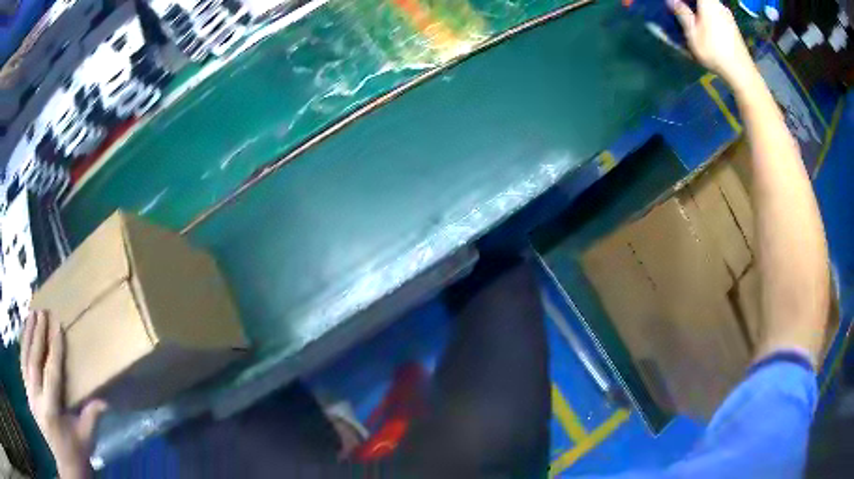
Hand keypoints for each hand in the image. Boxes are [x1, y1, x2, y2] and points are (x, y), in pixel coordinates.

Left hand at [20, 311, 106, 478]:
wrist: (65, 468)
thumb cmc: (76, 456)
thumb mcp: (85, 440)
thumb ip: (91, 418)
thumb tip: (105, 401)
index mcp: (50, 411)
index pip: (51, 373)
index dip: (54, 349)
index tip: (57, 326)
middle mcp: (36, 399)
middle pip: (34, 361)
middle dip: (37, 335)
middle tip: (42, 313)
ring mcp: (30, 396)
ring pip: (24, 359)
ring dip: (27, 336)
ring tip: (30, 316)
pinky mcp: (28, 395)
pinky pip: (23, 366)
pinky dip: (23, 349)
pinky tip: (24, 338)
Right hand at [668, 0, 755, 85]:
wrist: (742, 73)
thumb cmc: (715, 52)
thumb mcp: (693, 34)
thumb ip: (682, 14)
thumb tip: (672, 0)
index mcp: (707, 2)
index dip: (685, 0)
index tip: (677, 4)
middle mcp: (718, 5)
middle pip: (703, 0)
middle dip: (691, 3)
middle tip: (682, 9)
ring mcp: (727, 15)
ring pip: (710, 5)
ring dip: (700, 9)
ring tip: (693, 17)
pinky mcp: (733, 25)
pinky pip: (717, 12)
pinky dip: (709, 15)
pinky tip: (706, 25)